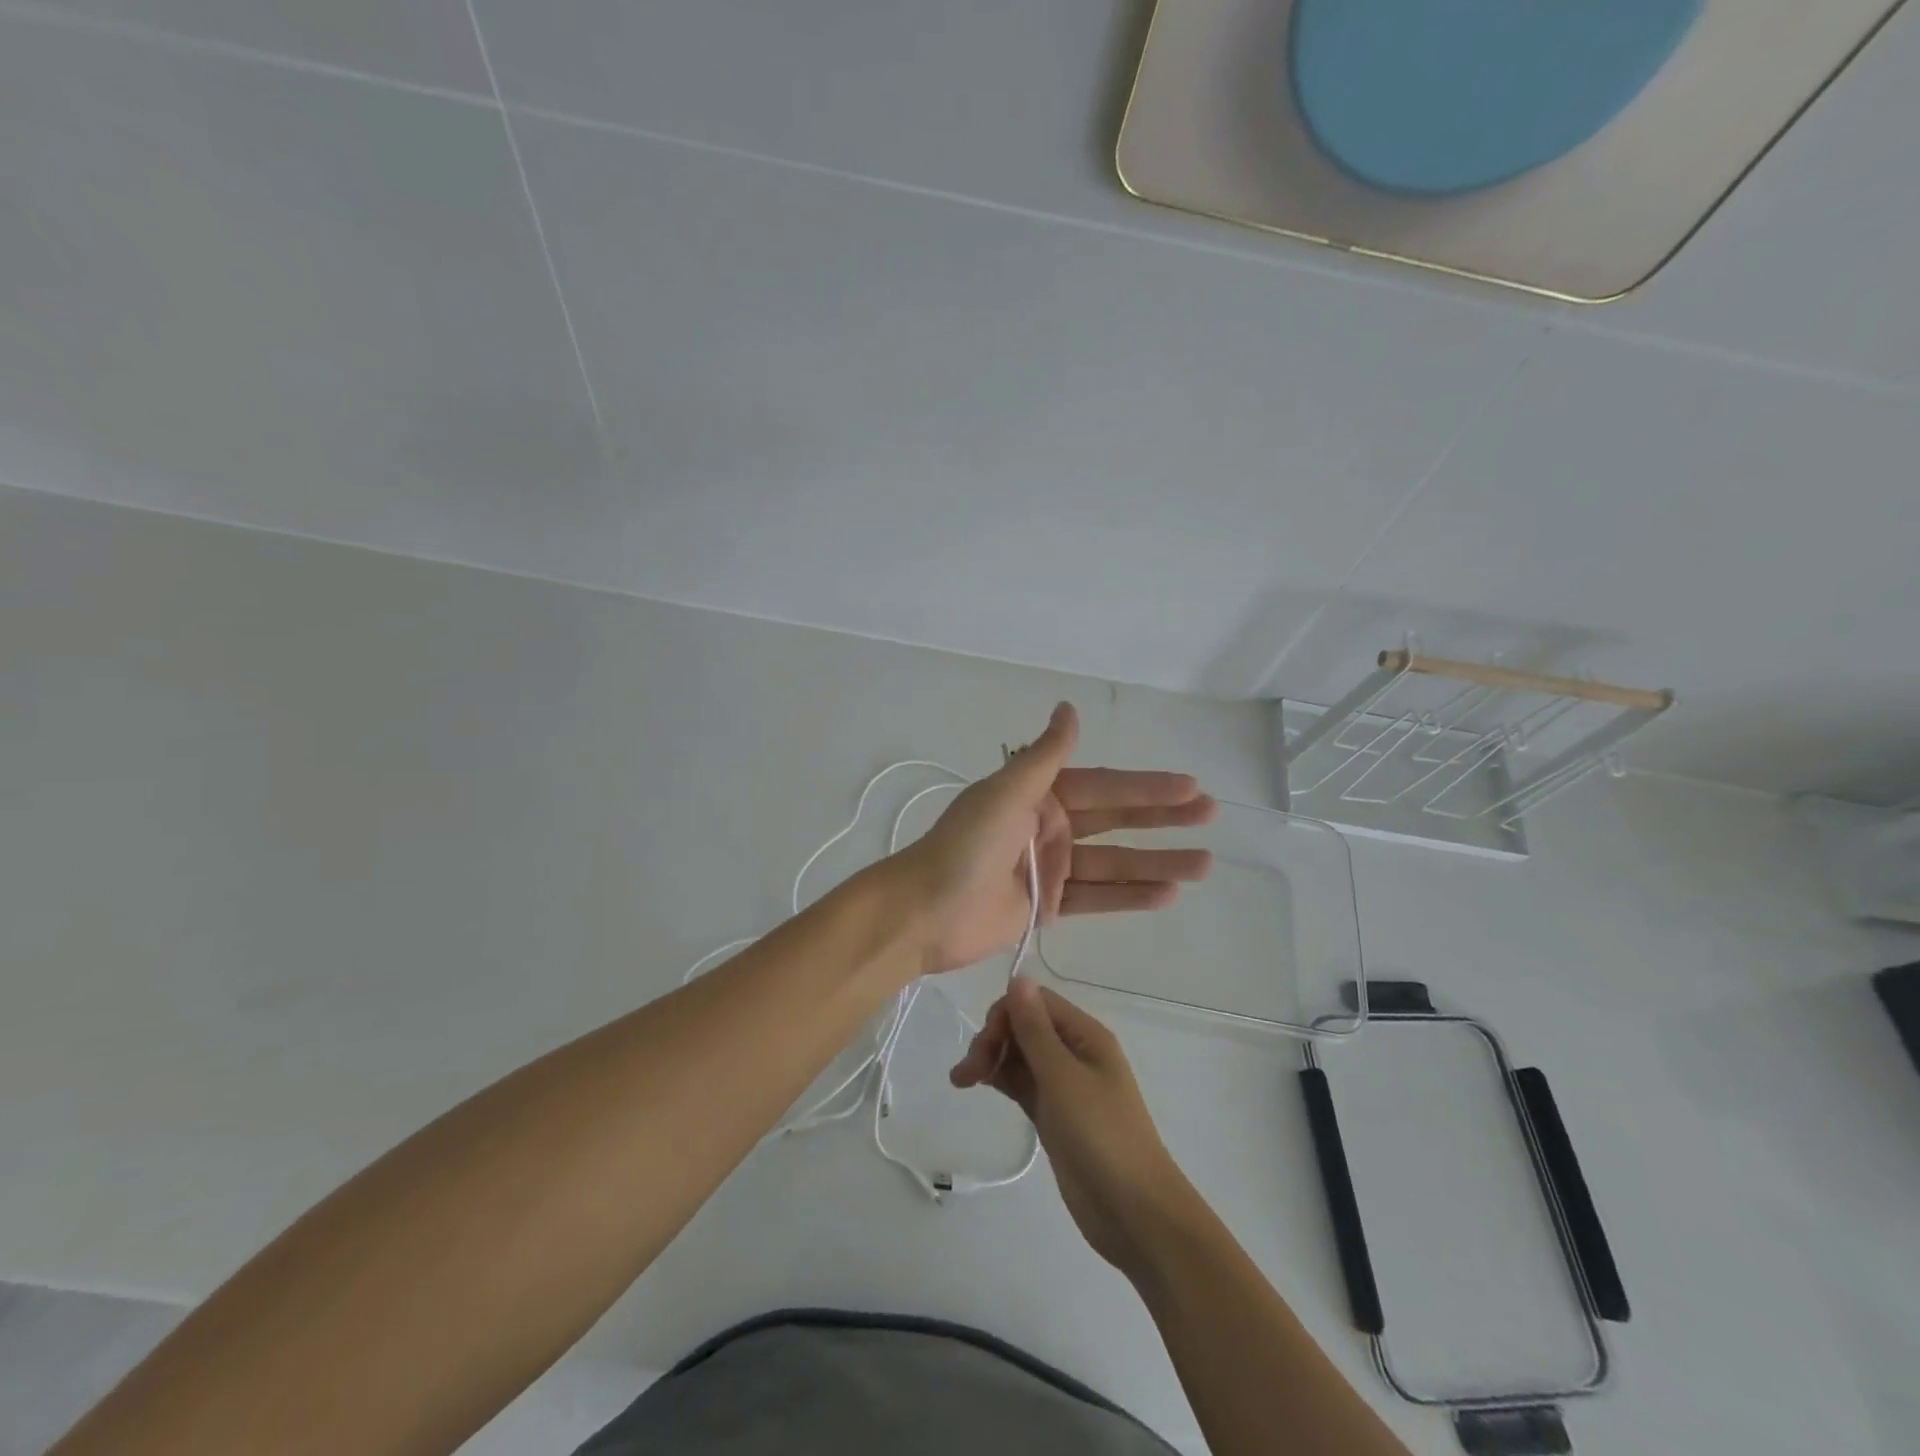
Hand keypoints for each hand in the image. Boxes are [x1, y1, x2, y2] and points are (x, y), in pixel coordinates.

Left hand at [890, 701, 1215, 974]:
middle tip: (1210, 815)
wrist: (925, 911)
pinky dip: (1129, 896)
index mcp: (1037, 795)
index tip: (1190, 786)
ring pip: (1113, 863)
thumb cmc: (965, 846)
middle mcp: (1047, 827)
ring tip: (1204, 864)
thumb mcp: (1006, 792)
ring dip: (1156, 863)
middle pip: (1115, 821)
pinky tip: (1167, 895)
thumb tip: (1069, 707)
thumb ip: (1044, 756)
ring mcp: (1048, 868)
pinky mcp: (1046, 906)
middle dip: (1161, 819)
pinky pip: (1096, 898)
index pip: (1103, 787)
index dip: (1146, 787)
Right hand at [951, 979, 1198, 1275]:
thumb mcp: (1063, 1079)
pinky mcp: (1054, 1114)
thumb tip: (1018, 977)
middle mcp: (1075, 1053)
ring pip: (1020, 1055)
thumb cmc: (1101, 1136)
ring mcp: (1064, 1085)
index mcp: (1085, 1035)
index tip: (984, 1046)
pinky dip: (1000, 1079)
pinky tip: (979, 1086)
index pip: (1036, 1003)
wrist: (1133, 1213)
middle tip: (967, 1073)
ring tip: (962, 1081)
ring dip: (992, 1059)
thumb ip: (1036, 1030)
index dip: (1006, 1015)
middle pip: (1026, 1026)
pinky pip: (1022, 1083)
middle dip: (994, 1039)